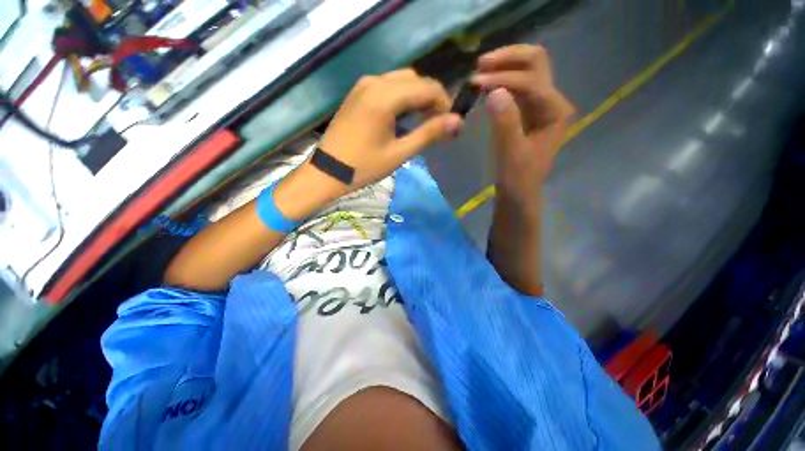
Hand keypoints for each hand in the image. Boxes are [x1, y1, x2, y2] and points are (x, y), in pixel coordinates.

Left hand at [313, 69, 463, 195]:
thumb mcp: (399, 153)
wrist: (326, 172)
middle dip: (431, 99)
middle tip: (434, 125)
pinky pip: (387, 87)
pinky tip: (400, 117)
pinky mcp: (357, 93)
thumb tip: (457, 121)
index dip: (444, 103)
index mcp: (385, 97)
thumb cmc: (363, 167)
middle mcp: (374, 82)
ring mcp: (363, 85)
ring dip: (416, 97)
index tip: (448, 125)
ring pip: (401, 81)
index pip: (427, 87)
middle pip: (415, 80)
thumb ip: (428, 134)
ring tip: (419, 123)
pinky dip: (401, 97)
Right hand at [472, 45, 574, 208]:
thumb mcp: (511, 154)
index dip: (504, 80)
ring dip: (503, 67)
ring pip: (526, 71)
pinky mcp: (525, 111)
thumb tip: (494, 91)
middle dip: (508, 59)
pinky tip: (484, 85)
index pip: (531, 82)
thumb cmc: (517, 178)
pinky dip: (500, 80)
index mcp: (554, 112)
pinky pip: (515, 86)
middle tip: (480, 65)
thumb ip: (506, 123)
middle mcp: (551, 102)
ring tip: (479, 73)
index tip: (475, 84)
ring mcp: (538, 105)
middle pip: (536, 63)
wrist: (518, 192)